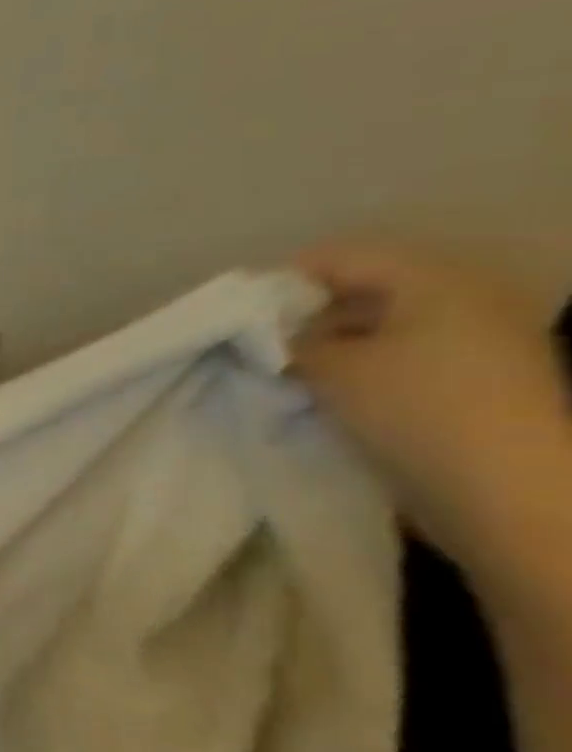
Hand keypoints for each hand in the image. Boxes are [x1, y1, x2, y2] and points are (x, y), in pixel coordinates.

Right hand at [290, 239, 571, 568]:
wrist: (509, 494)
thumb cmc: (415, 411)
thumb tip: (271, 334)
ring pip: (386, 324)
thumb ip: (291, 340)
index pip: (342, 257)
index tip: (241, 312)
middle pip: (368, 288)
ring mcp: (484, 341)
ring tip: (292, 371)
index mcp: (437, 281)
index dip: (285, 280)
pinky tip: (333, 391)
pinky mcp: (484, 380)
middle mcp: (468, 299)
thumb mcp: (331, 368)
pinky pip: (409, 354)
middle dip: (310, 313)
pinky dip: (366, 364)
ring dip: (336, 342)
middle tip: (263, 342)